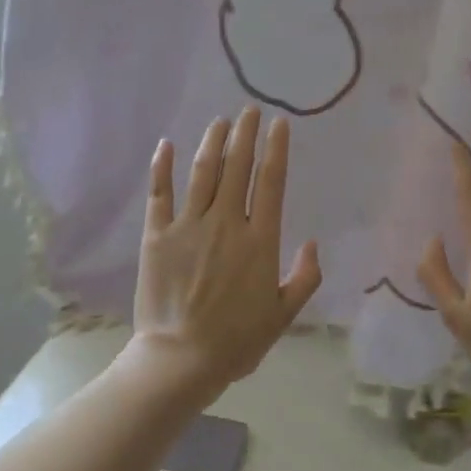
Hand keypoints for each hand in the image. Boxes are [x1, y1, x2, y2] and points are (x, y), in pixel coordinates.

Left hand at [130, 108, 322, 395]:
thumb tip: (313, 243)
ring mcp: (188, 226)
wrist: (181, 359)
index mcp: (259, 240)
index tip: (279, 124)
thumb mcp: (284, 315)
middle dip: (245, 134)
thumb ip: (305, 278)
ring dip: (213, 142)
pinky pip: (160, 194)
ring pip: (203, 173)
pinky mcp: (157, 235)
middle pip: (237, 167)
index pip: (271, 182)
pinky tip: (167, 145)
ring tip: (220, 121)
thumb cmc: (237, 340)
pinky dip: (163, 167)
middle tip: (249, 110)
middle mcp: (226, 222)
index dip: (276, 149)